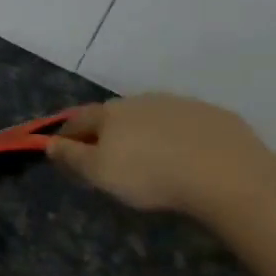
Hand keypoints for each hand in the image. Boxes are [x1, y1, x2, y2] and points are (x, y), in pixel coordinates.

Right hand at [46, 94, 275, 219]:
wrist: (226, 174)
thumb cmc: (150, 175)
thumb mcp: (99, 173)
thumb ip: (72, 157)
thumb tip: (49, 143)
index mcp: (110, 113)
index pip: (78, 119)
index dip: (66, 135)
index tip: (62, 150)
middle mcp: (141, 101)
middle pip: (115, 115)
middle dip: (106, 132)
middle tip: (106, 156)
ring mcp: (180, 104)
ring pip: (151, 117)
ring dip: (143, 132)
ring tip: (149, 158)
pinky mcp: (214, 116)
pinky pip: (186, 125)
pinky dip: (178, 137)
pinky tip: (186, 157)